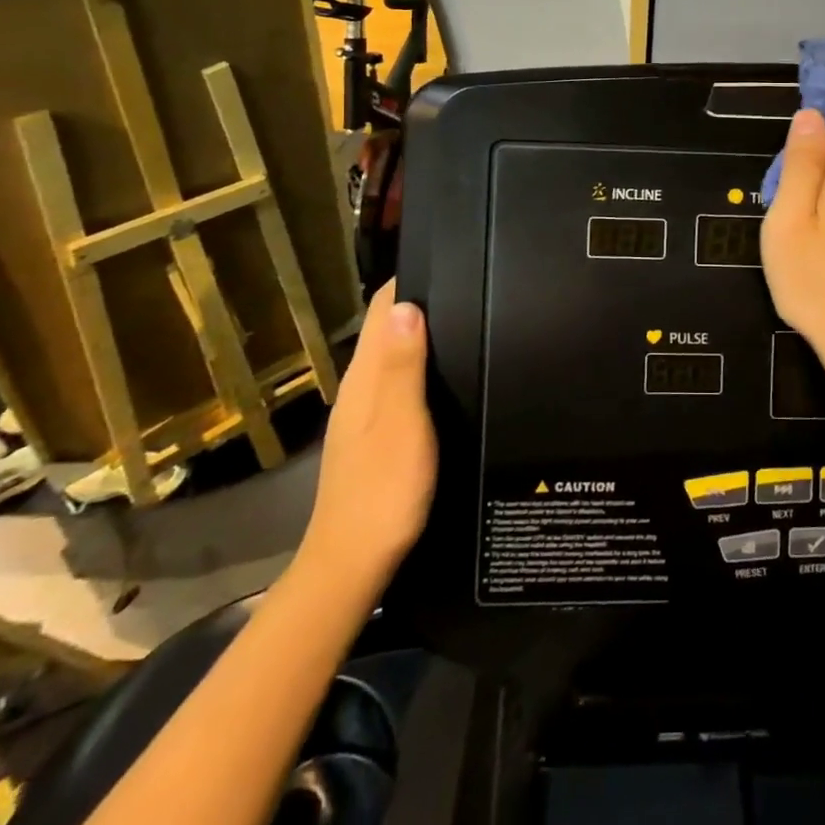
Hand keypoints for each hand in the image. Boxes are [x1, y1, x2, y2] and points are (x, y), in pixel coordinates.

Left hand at [297, 281, 437, 590]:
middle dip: (422, 300)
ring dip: (421, 331)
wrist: (352, 564)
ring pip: (392, 353)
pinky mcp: (372, 433)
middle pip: (388, 326)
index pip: (382, 308)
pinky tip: (446, 374)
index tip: (450, 260)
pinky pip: (396, 379)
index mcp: (366, 376)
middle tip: (472, 288)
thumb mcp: (402, 424)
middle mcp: (359, 385)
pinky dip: (419, 363)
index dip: (410, 279)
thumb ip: (404, 366)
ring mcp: (363, 411)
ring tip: (468, 321)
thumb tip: (407, 304)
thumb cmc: (383, 490)